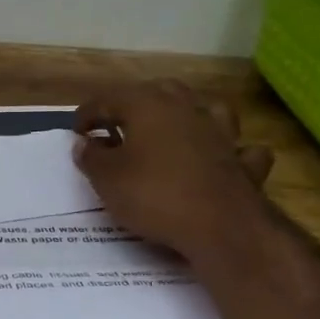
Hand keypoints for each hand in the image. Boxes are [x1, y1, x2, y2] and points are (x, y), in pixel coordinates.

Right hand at [74, 81, 273, 255]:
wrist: (221, 226)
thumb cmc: (154, 195)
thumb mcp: (107, 179)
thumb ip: (91, 157)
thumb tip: (85, 143)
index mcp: (147, 105)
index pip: (108, 99)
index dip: (88, 114)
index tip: (77, 132)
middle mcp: (185, 109)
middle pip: (158, 92)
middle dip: (136, 104)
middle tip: (119, 125)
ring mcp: (220, 133)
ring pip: (204, 108)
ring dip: (187, 114)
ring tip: (172, 129)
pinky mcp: (243, 162)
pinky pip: (239, 149)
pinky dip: (230, 151)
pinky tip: (222, 158)